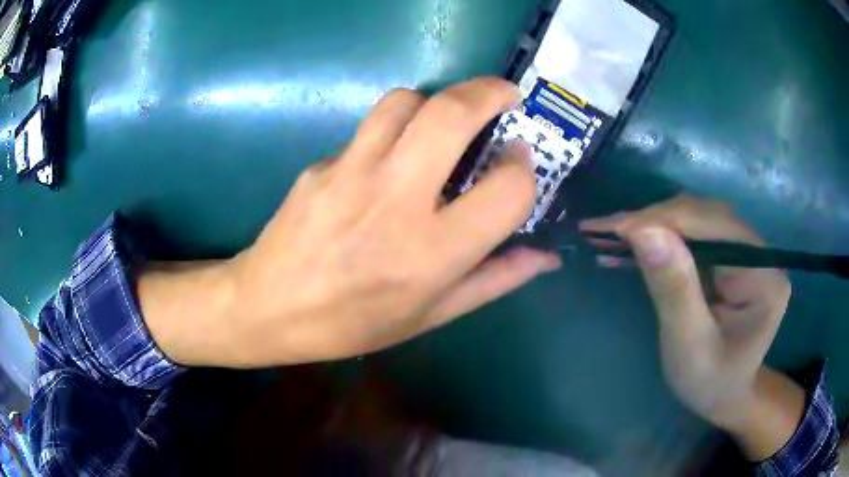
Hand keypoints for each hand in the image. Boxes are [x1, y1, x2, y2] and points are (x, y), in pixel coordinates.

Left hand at [142, 78, 559, 368]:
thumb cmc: (353, 323)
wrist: (269, 308)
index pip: (507, 189)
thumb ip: (495, 280)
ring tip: (443, 121)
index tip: (519, 160)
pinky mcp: (320, 164)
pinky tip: (387, 159)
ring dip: (436, 100)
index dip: (524, 167)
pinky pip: (367, 129)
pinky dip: (392, 130)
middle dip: (488, 91)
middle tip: (504, 95)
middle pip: (451, 114)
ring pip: (404, 102)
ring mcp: (350, 174)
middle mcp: (395, 201)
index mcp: (432, 253)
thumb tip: (546, 257)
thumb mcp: (431, 315)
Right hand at [581, 195, 802, 459]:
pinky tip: (637, 242)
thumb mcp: (689, 347)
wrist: (726, 394)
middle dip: (655, 220)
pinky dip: (663, 236)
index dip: (664, 222)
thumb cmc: (710, 383)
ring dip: (655, 224)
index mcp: (763, 276)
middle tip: (605, 231)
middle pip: (706, 216)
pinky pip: (696, 233)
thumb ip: (674, 289)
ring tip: (614, 235)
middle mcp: (761, 252)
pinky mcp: (733, 255)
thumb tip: (643, 230)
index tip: (613, 229)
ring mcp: (748, 250)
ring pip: (697, 218)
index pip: (714, 229)